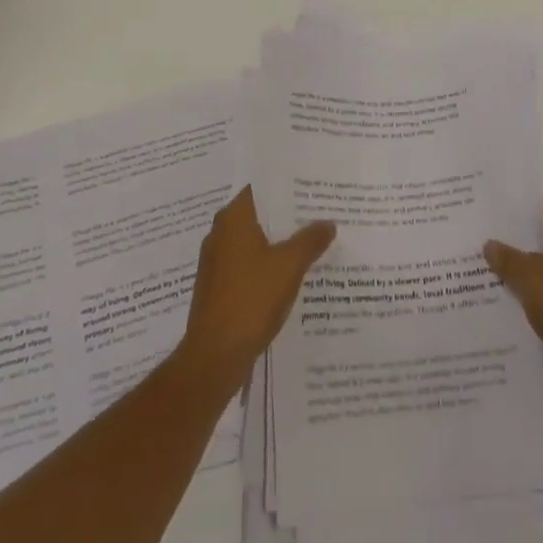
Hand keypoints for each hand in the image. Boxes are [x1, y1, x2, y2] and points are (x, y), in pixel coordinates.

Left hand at [178, 187, 335, 388]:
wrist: (214, 356)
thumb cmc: (251, 299)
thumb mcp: (289, 266)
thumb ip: (310, 240)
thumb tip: (328, 222)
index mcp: (233, 218)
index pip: (261, 188)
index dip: (286, 187)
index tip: (311, 187)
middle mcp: (220, 232)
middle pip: (258, 214)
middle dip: (287, 216)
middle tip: (319, 214)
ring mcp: (216, 261)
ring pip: (253, 241)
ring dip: (278, 242)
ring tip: (311, 243)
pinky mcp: (217, 286)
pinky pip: (247, 264)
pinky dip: (266, 265)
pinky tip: (290, 275)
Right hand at [484, 196, 542, 418]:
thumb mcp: (530, 276)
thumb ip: (507, 257)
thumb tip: (490, 245)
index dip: (521, 209)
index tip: (493, 212)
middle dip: (520, 240)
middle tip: (485, 238)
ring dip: (526, 269)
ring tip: (489, 267)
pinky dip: (537, 293)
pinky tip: (507, 297)